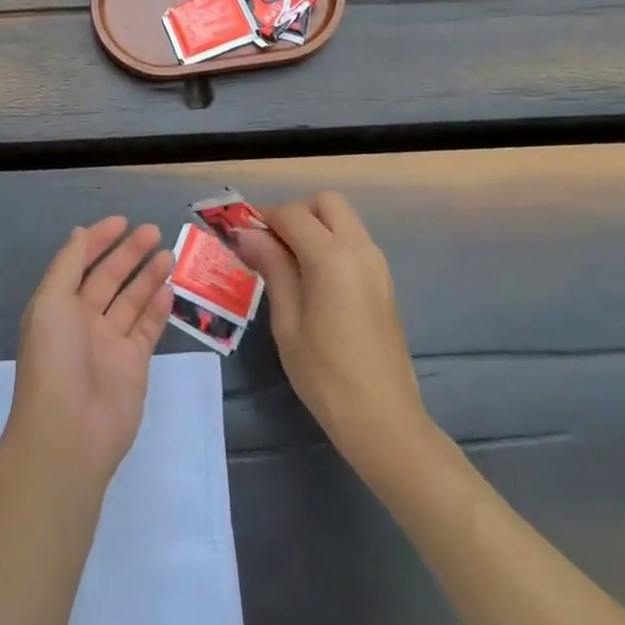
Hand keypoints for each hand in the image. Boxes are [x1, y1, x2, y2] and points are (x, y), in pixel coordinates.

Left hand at [6, 217, 174, 489]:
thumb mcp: (51, 302)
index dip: (99, 240)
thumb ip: (68, 264)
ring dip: (148, 276)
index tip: (122, 221)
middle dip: (130, 253)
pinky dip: (158, 307)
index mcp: (58, 306)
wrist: (69, 432)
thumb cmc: (54, 359)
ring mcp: (109, 343)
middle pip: (109, 278)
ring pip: (132, 300)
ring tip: (168, 253)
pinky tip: (169, 286)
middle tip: (154, 231)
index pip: (80, 263)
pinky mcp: (134, 364)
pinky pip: (147, 327)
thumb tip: (79, 231)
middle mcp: (83, 321)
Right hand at [236, 192, 427, 474]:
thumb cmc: (325, 375)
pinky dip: (330, 243)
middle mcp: (360, 249)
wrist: (384, 421)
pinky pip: (354, 242)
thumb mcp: (287, 322)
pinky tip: (311, 279)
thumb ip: (272, 268)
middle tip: (270, 243)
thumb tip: (247, 234)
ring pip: (343, 219)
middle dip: (295, 213)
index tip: (239, 233)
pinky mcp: (383, 282)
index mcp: (333, 257)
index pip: (293, 214)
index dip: (262, 217)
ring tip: (286, 262)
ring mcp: (377, 265)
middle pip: (326, 203)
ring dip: (314, 226)